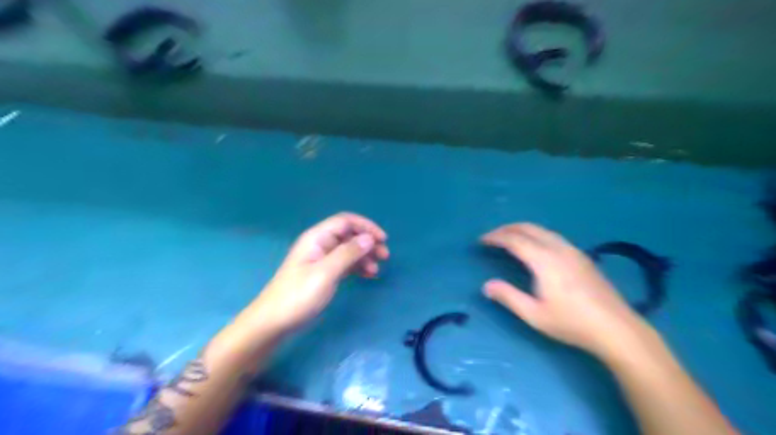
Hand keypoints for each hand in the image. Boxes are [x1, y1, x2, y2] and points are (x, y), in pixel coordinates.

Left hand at [239, 213, 390, 335]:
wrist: (274, 322)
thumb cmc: (299, 295)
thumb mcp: (326, 273)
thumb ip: (348, 253)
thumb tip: (369, 238)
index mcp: (317, 238)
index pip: (345, 221)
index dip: (366, 226)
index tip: (383, 239)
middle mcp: (320, 244)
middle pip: (349, 235)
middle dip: (368, 242)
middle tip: (385, 256)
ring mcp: (321, 259)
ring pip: (348, 250)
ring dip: (364, 256)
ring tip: (377, 270)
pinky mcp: (323, 273)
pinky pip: (344, 263)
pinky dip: (357, 266)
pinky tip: (368, 275)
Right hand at [483, 222, 646, 358]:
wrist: (617, 328)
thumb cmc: (572, 323)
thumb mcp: (534, 315)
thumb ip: (508, 297)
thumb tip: (486, 285)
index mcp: (544, 261)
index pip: (514, 240)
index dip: (496, 237)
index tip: (481, 240)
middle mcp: (558, 249)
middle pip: (528, 228)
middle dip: (507, 228)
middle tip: (492, 236)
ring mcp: (573, 251)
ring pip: (542, 230)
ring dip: (522, 229)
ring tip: (509, 238)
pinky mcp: (582, 256)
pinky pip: (553, 236)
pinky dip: (536, 234)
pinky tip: (535, 247)